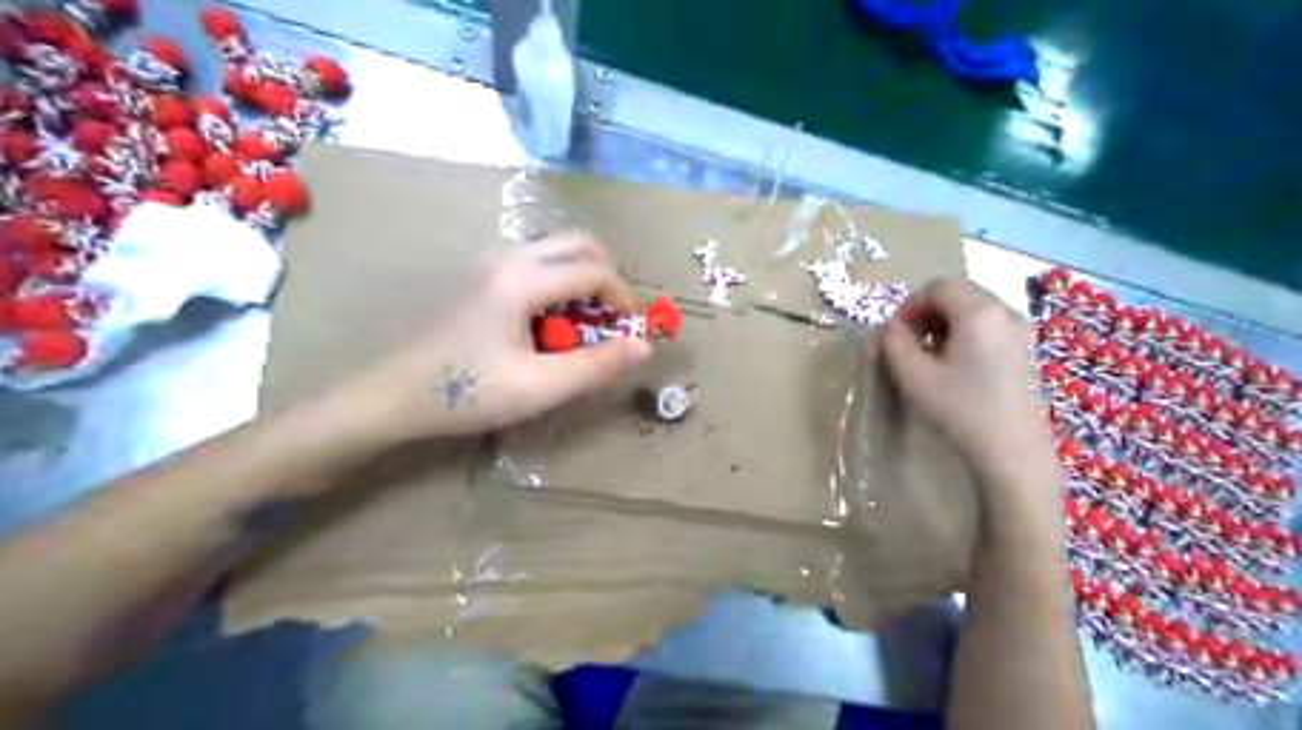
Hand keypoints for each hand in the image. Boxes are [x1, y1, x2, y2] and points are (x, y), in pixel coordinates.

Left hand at [330, 233, 651, 437]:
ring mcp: (490, 263)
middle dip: (607, 279)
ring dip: (581, 279)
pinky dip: (558, 283)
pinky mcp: (480, 276)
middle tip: (610, 320)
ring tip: (580, 327)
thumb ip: (597, 366)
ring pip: (556, 251)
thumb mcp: (540, 387)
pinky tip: (547, 324)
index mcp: (523, 279)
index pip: (594, 270)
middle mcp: (508, 257)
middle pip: (578, 243)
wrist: (393, 395)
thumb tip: (645, 346)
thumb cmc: (467, 393)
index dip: (623, 299)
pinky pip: (535, 263)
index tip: (629, 333)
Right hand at [879, 279, 1050, 477]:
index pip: (936, 287)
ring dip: (944, 324)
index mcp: (979, 311)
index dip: (908, 306)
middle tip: (908, 346)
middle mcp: (1005, 311)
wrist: (1012, 453)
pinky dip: (965, 335)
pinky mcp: (1026, 350)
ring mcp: (1021, 330)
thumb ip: (893, 342)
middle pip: (957, 293)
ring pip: (973, 310)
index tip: (895, 336)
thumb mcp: (914, 376)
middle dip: (926, 314)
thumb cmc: (960, 410)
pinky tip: (956, 368)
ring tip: (930, 358)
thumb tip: (889, 328)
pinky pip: (988, 326)